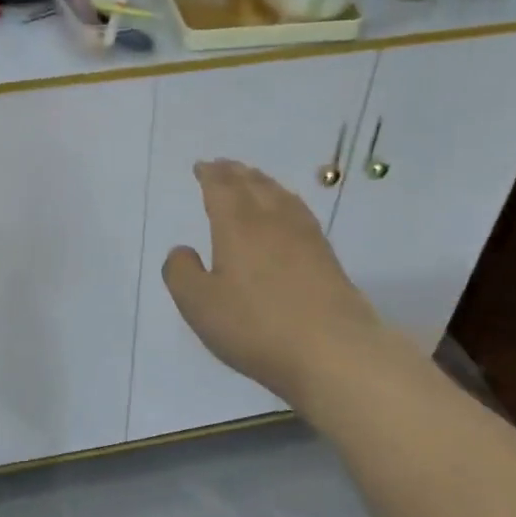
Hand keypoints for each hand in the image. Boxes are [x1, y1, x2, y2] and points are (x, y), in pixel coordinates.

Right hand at [162, 160, 382, 406]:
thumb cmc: (256, 326)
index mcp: (238, 225)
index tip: (202, 166)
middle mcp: (272, 220)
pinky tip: (288, 215)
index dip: (210, 174)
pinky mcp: (327, 256)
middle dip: (235, 172)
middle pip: (253, 184)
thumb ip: (181, 273)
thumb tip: (183, 250)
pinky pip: (300, 213)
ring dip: (262, 182)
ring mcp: (305, 236)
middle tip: (224, 166)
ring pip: (280, 195)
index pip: (222, 187)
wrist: (333, 350)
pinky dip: (286, 202)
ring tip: (253, 181)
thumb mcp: (200, 305)